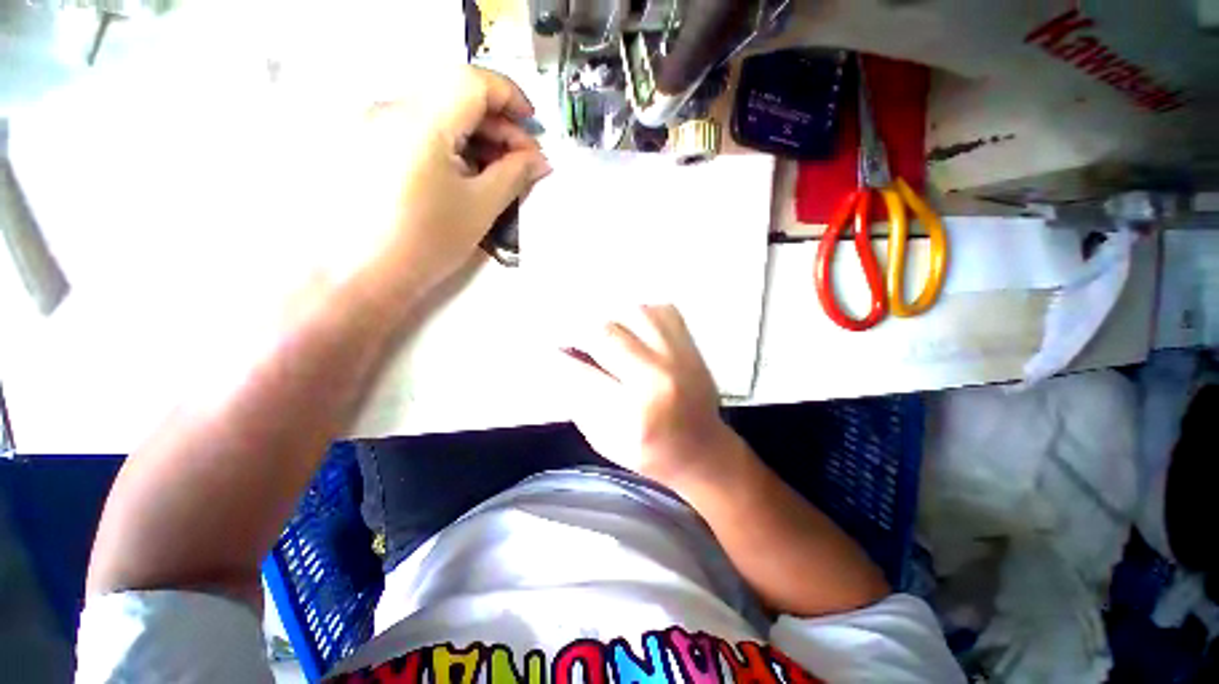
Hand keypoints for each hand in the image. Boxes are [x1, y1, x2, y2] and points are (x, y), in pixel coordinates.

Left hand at [344, 66, 550, 298]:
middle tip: (522, 159)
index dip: (510, 96)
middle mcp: (390, 108)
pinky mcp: (367, 143)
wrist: (363, 275)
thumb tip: (539, 159)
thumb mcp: (480, 207)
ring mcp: (373, 124)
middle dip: (496, 122)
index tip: (532, 125)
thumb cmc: (428, 242)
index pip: (472, 81)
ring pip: (437, 110)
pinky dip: (450, 141)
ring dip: (475, 133)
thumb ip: (514, 175)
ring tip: (498, 170)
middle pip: (454, 93)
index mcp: (419, 121)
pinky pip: (418, 127)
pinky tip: (465, 171)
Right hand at [561, 305, 738, 487]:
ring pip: (633, 312)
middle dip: (579, 332)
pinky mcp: (691, 344)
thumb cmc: (650, 452)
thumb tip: (561, 360)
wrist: (704, 449)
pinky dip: (638, 314)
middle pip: (606, 333)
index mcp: (636, 411)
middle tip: (571, 338)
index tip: (547, 350)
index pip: (583, 372)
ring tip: (603, 334)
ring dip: (610, 320)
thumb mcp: (605, 439)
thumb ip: (580, 400)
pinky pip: (659, 309)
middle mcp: (659, 376)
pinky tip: (631, 328)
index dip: (559, 358)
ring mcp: (680, 355)